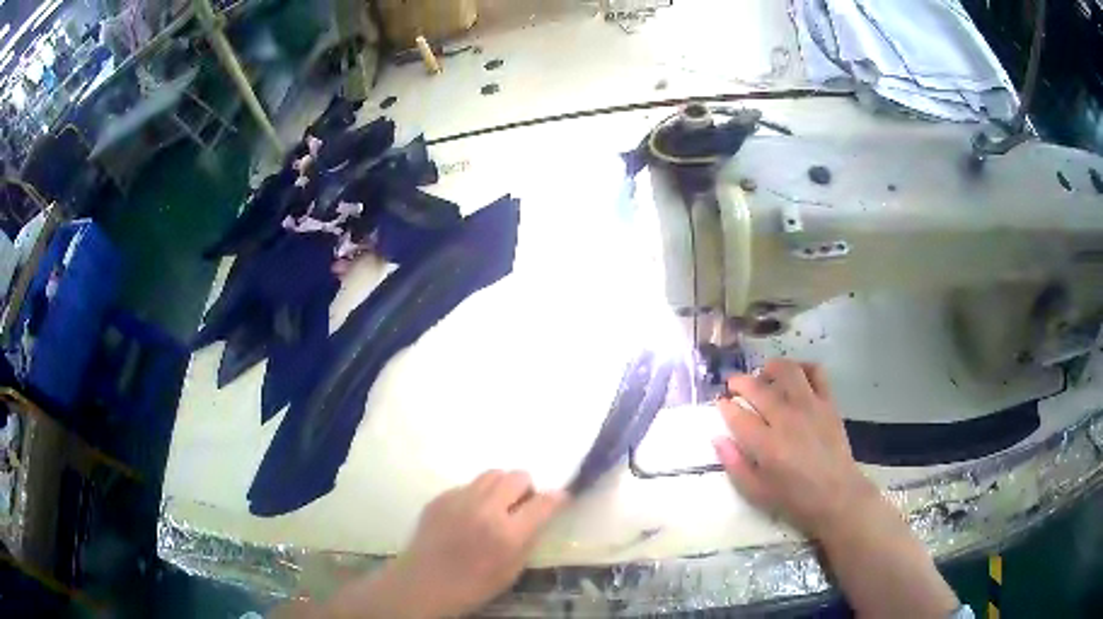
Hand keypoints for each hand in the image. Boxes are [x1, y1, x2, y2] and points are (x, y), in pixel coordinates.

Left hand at [375, 470, 566, 618]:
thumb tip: (541, 514)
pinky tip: (469, 515)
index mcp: (507, 533)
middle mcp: (485, 509)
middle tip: (521, 505)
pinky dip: (476, 495)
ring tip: (496, 506)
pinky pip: (468, 485)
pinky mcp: (440, 497)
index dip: (557, 498)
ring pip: (492, 474)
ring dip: (501, 486)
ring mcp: (459, 499)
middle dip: (526, 488)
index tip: (560, 499)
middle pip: (517, 476)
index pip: (544, 502)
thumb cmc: (474, 585)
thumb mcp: (513, 570)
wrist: (425, 583)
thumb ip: (529, 537)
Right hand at [713, 359, 879, 539]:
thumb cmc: (794, 499)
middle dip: (739, 382)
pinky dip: (803, 366)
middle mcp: (787, 419)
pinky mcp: (828, 403)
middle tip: (733, 385)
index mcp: (767, 445)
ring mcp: (810, 407)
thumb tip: (718, 438)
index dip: (724, 406)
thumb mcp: (756, 492)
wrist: (837, 495)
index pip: (737, 415)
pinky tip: (795, 375)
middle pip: (757, 388)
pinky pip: (816, 372)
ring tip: (763, 375)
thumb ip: (734, 464)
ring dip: (770, 368)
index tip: (720, 403)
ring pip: (787, 371)